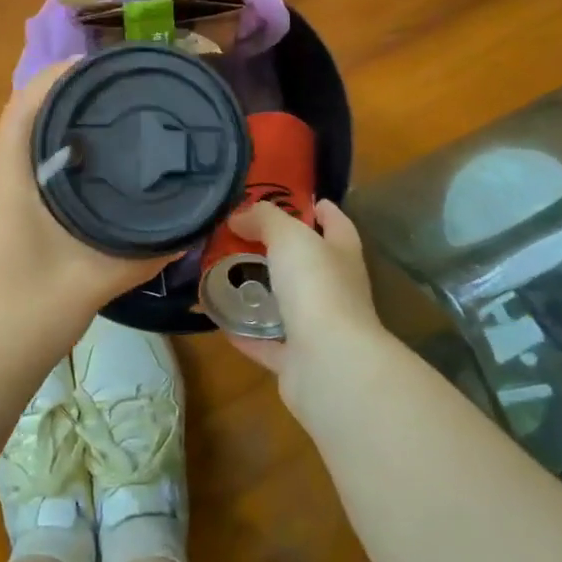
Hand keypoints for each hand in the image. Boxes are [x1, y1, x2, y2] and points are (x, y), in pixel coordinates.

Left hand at [0, 63, 169, 390]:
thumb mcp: (98, 278)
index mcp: (4, 180)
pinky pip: (5, 171)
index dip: (56, 77)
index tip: (97, 65)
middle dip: (56, 98)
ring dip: (44, 129)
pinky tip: (68, 177)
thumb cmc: (33, 313)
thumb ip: (147, 250)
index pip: (24, 106)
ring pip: (8, 147)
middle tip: (107, 95)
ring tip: (94, 126)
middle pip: (16, 120)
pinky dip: (34, 158)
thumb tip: (190, 227)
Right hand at [226, 199, 397, 423]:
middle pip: (309, 264)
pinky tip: (219, 318)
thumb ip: (265, 219)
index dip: (320, 209)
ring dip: (263, 292)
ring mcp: (319, 329)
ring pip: (288, 305)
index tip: (293, 197)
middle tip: (242, 235)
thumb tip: (240, 214)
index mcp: (342, 256)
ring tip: (226, 273)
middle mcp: (336, 291)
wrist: (328, 364)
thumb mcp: (289, 236)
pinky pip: (267, 342)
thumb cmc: (316, 287)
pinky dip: (246, 332)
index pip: (337, 224)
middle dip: (282, 250)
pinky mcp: (298, 361)